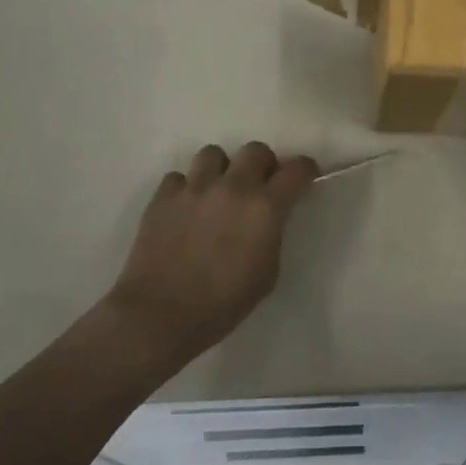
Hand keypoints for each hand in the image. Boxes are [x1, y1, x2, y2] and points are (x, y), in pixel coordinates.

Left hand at [106, 142, 318, 368]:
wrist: (160, 315)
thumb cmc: (223, 304)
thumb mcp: (267, 274)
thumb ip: (272, 235)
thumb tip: (267, 220)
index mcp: (265, 207)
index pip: (296, 170)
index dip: (305, 169)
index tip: (305, 175)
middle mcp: (233, 187)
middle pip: (255, 149)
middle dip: (262, 163)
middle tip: (258, 184)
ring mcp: (195, 188)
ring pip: (213, 154)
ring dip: (221, 169)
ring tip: (216, 191)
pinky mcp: (163, 197)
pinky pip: (178, 178)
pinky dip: (185, 189)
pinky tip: (184, 209)